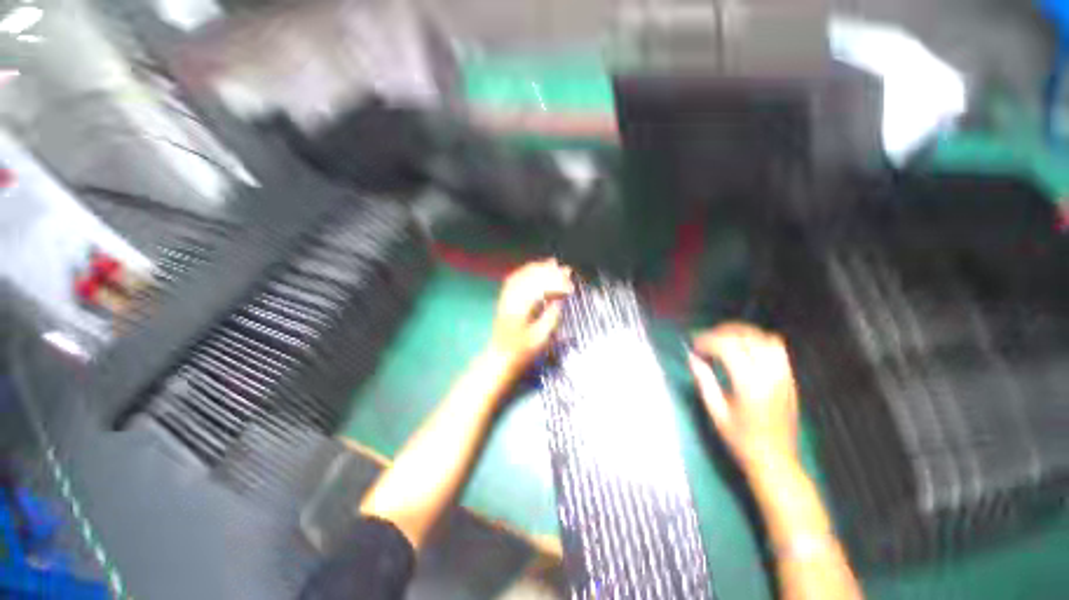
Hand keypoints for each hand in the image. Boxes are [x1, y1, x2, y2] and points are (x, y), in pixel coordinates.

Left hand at [487, 259, 572, 377]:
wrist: (499, 358)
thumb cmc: (522, 352)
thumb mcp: (540, 338)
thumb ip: (551, 317)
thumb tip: (559, 299)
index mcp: (520, 310)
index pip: (540, 289)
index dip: (557, 285)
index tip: (570, 287)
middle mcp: (511, 299)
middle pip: (531, 279)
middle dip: (550, 272)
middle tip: (566, 270)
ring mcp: (505, 297)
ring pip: (522, 276)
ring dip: (538, 268)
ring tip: (553, 263)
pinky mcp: (504, 298)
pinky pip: (514, 279)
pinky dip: (526, 271)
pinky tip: (535, 268)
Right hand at [688, 322, 798, 470]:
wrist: (776, 460)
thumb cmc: (741, 440)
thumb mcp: (716, 412)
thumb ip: (704, 380)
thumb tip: (692, 357)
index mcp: (749, 384)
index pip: (727, 347)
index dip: (707, 341)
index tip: (694, 345)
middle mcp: (770, 374)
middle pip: (746, 337)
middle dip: (722, 332)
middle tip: (705, 339)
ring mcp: (784, 375)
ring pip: (764, 338)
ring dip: (742, 333)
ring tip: (724, 339)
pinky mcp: (790, 378)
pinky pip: (777, 348)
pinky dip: (758, 341)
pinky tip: (745, 349)